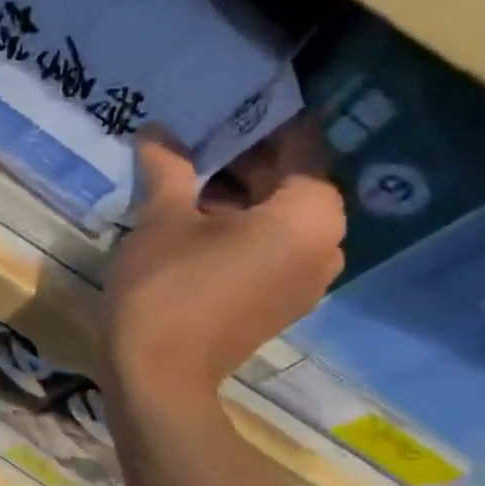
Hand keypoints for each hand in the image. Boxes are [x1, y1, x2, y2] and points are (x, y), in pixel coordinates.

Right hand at [103, 135, 343, 411]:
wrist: (159, 379)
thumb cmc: (166, 290)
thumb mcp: (162, 220)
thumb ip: (168, 168)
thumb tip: (158, 130)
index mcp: (310, 213)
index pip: (297, 141)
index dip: (254, 119)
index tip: (216, 106)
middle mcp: (326, 243)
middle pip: (288, 181)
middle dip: (240, 160)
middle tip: (189, 143)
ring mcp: (306, 279)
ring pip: (276, 218)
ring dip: (235, 198)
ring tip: (182, 185)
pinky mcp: (280, 304)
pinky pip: (269, 250)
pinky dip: (238, 233)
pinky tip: (191, 228)